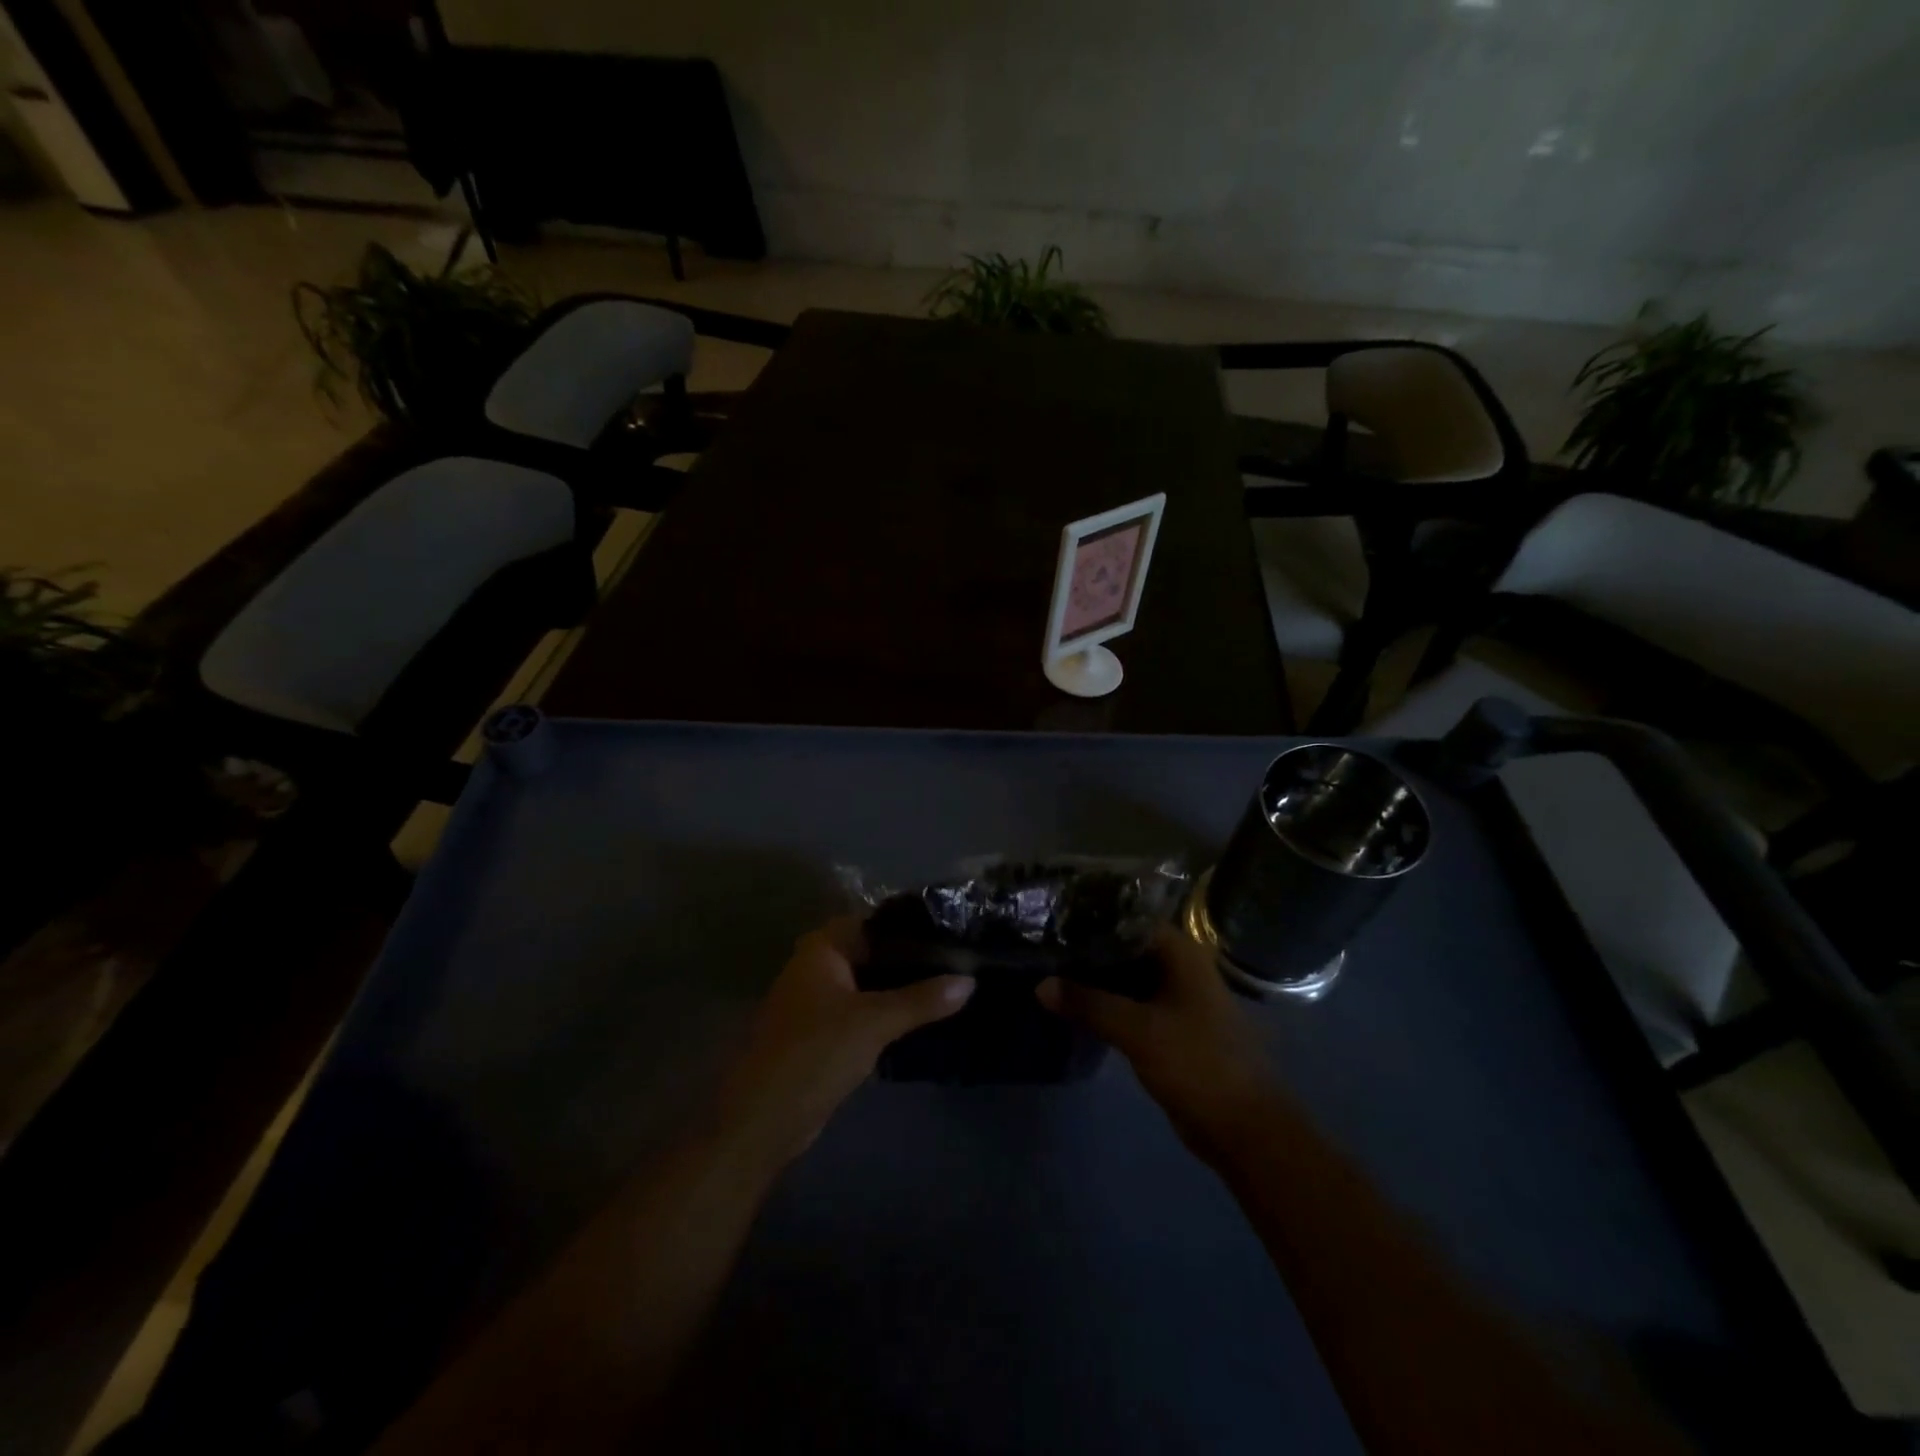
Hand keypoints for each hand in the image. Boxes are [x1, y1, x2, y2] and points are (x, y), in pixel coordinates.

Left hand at [717, 916, 973, 1166]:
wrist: (765, 1118)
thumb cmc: (815, 1052)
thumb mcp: (874, 1022)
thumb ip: (922, 999)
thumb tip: (970, 980)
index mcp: (821, 948)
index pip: (874, 922)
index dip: (912, 926)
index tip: (952, 930)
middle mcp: (817, 966)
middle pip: (873, 952)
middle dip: (910, 959)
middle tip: (959, 959)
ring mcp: (818, 1000)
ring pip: (869, 983)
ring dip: (901, 987)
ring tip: (951, 985)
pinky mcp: (823, 1032)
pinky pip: (863, 1010)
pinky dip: (888, 1011)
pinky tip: (923, 1017)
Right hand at [1038, 925, 1278, 1164]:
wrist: (1245, 1127)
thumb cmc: (1198, 1063)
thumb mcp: (1138, 1030)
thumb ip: (1088, 1003)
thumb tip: (1040, 985)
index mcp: (1181, 953)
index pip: (1129, 918)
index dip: (1092, 918)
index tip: (1054, 919)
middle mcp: (1179, 967)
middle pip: (1125, 947)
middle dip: (1088, 949)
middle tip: (1044, 947)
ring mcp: (1175, 998)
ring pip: (1126, 977)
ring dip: (1095, 978)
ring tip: (1049, 970)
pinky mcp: (1169, 1027)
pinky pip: (1130, 1003)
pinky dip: (1106, 1002)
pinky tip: (1073, 1005)